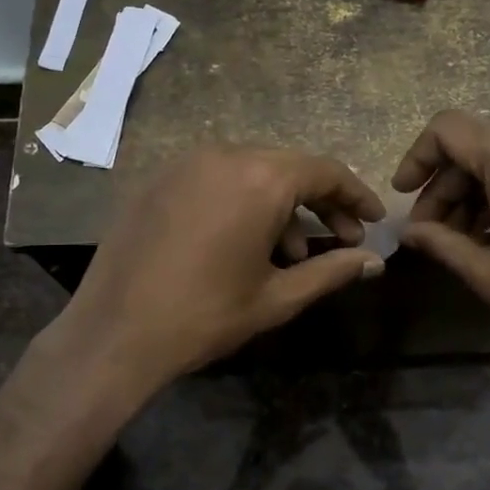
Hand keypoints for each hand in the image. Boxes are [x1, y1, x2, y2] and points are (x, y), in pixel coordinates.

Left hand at [54, 145, 386, 398]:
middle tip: (341, 239)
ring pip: (252, 173)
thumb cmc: (205, 316)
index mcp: (260, 179)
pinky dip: (242, 202)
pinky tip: (245, 243)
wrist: (114, 334)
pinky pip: (216, 180)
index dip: (356, 195)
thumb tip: (374, 261)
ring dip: (281, 206)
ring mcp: (186, 164)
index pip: (325, 172)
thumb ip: (332, 271)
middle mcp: (224, 156)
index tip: (373, 220)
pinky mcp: (159, 180)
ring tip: (292, 254)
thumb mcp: (277, 297)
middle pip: (289, 168)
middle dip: (320, 202)